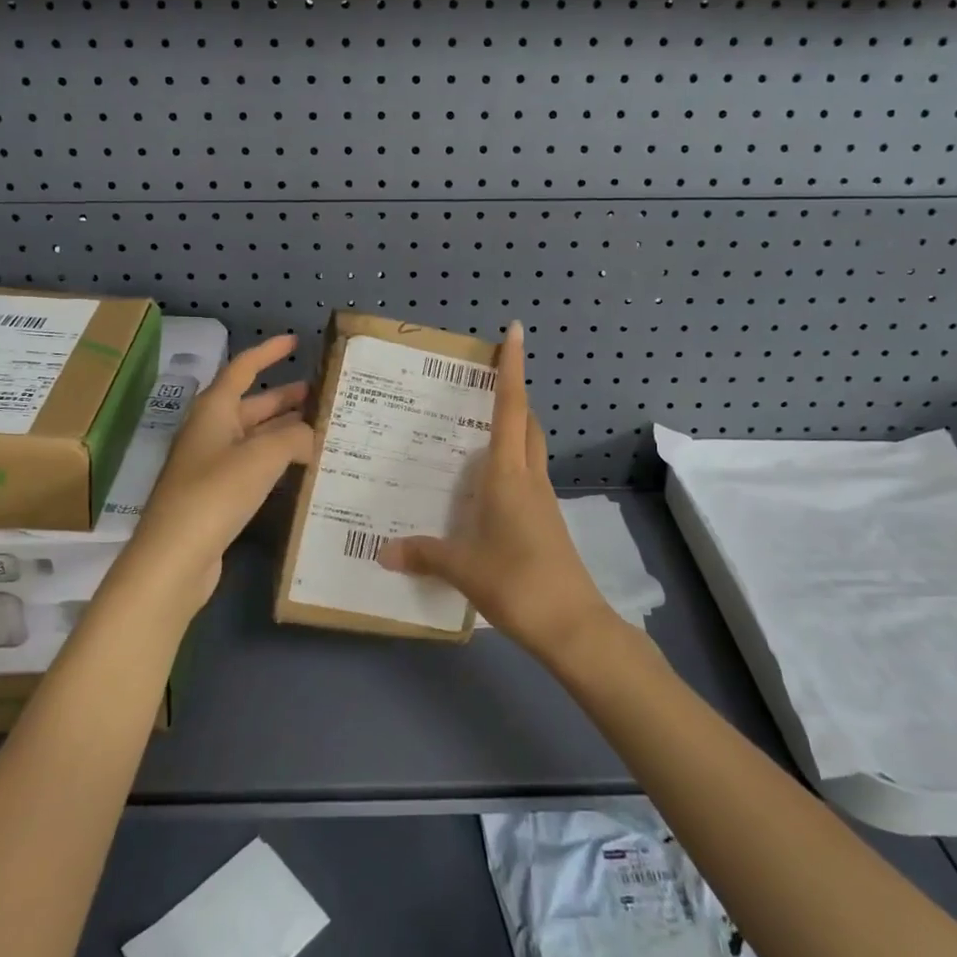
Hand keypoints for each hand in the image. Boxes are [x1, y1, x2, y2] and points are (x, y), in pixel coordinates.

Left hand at [109, 334, 313, 620]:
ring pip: (256, 437)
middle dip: (287, 398)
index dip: (268, 352)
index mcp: (214, 410)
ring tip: (325, 430)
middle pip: (253, 404)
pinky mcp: (218, 495)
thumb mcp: (262, 456)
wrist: (174, 558)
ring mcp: (212, 465)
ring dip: (287, 430)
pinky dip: (278, 460)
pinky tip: (304, 468)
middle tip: (325, 396)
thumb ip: (295, 437)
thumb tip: (312, 435)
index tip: (295, 342)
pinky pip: (254, 465)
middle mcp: (211, 431)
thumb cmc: (215, 493)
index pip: (243, 369)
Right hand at [379, 322, 615, 658]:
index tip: (515, 332)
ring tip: (477, 427)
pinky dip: (511, 462)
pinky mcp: (548, 519)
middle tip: (483, 381)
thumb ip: (422, 554)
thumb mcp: (462, 568)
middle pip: (526, 421)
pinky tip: (487, 484)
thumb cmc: (517, 582)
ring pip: (531, 446)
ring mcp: (543, 498)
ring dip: (513, 427)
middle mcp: (528, 476)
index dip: (512, 368)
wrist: (573, 624)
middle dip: (512, 393)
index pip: (510, 407)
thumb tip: (383, 551)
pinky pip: (528, 474)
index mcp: (508, 474)